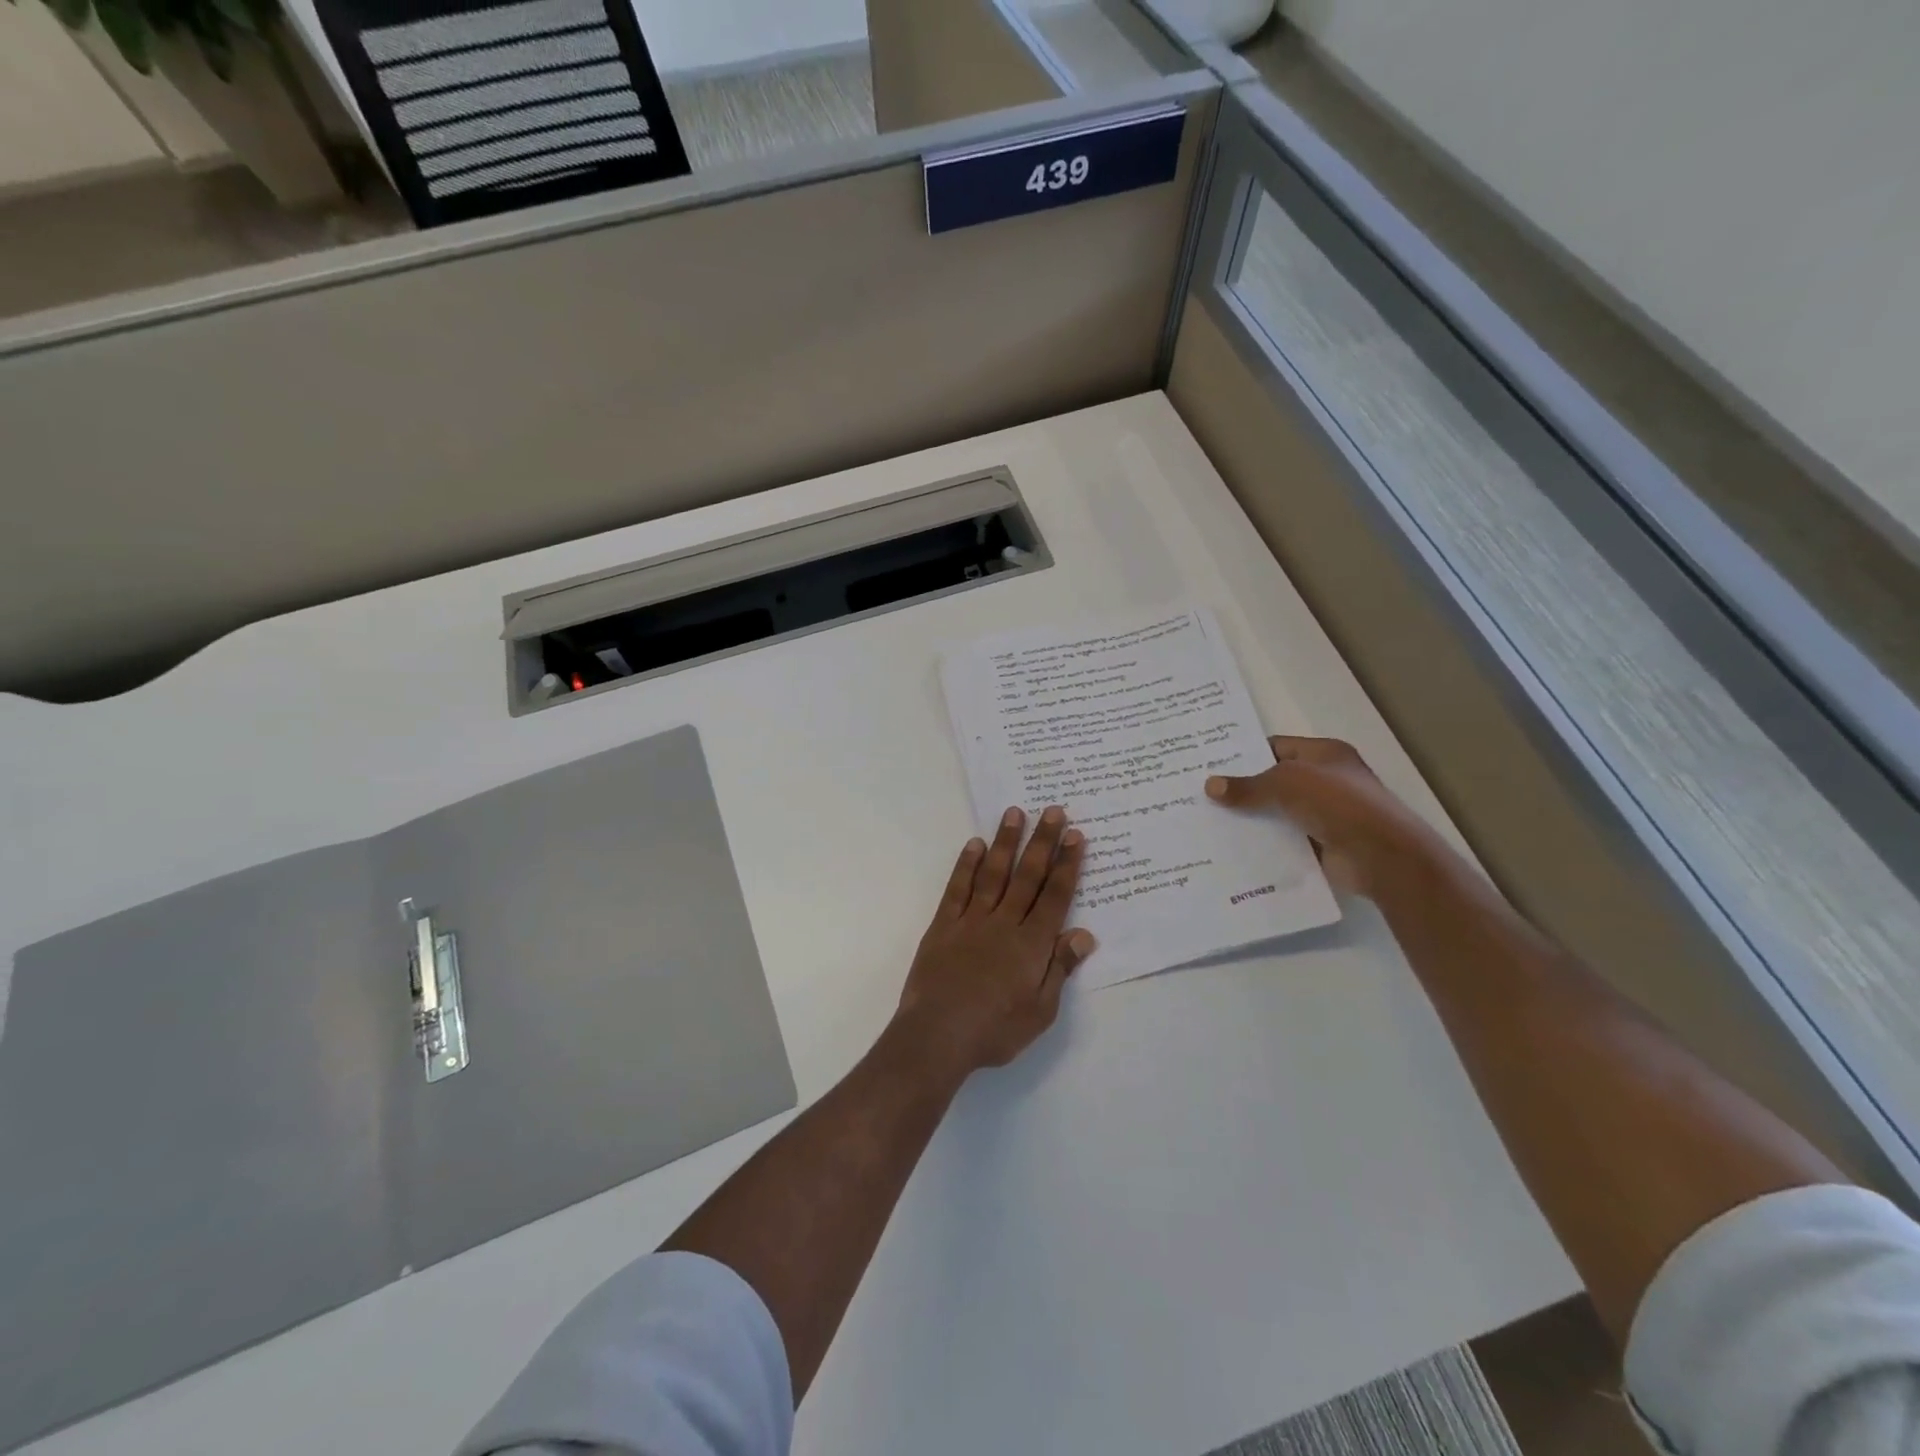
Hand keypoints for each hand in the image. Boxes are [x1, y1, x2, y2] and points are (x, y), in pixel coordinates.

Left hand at [895, 806, 1095, 1075]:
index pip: (1055, 896)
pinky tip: (974, 845)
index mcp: (1032, 944)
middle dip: (1043, 842)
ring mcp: (972, 921)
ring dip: (1006, 842)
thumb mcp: (1040, 1011)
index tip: (1076, 836)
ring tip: (1015, 813)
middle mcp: (1005, 923)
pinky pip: (958, 888)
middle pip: (1028, 876)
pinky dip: (967, 865)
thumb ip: (1060, 968)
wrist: (937, 1036)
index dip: (1067, 865)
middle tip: (1054, 811)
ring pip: (993, 873)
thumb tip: (1083, 934)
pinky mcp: (944, 925)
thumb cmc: (995, 1030)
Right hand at [1205, 736, 1440, 897]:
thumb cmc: (1338, 804)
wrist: (1382, 856)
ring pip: (1277, 812)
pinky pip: (1284, 840)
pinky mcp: (1320, 845)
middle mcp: (1325, 781)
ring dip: (1250, 819)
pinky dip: (1263, 843)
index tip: (1210, 765)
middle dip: (1242, 789)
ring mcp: (1324, 814)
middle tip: (1201, 794)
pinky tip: (1232, 847)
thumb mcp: (1287, 783)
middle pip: (1274, 781)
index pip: (1276, 747)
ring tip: (1208, 822)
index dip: (1245, 754)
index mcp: (1324, 754)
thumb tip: (1210, 786)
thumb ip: (1247, 786)